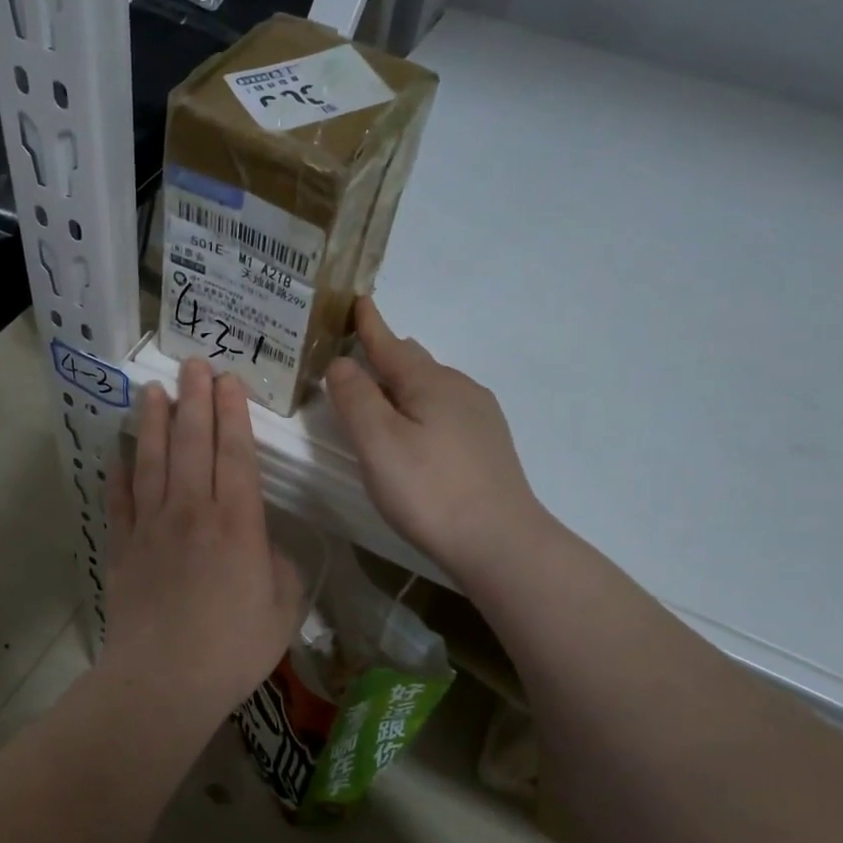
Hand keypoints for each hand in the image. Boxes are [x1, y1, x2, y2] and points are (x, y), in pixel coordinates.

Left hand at [101, 359, 304, 718]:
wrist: (163, 681)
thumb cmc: (233, 648)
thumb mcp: (283, 609)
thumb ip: (282, 568)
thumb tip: (267, 547)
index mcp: (237, 522)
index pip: (235, 453)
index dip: (233, 413)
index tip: (229, 381)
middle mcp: (192, 510)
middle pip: (192, 442)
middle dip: (195, 399)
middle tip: (194, 365)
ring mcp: (151, 526)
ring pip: (152, 460)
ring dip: (154, 422)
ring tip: (153, 390)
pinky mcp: (123, 547)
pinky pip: (120, 501)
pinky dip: (118, 475)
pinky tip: (118, 455)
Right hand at [326, 298, 556, 582]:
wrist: (500, 542)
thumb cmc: (429, 489)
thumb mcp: (378, 442)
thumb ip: (355, 398)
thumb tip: (342, 362)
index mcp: (429, 382)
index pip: (390, 345)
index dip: (369, 324)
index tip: (358, 300)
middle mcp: (459, 389)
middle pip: (414, 362)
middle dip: (385, 354)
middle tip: (357, 354)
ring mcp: (480, 417)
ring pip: (432, 387)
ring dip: (403, 384)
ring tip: (381, 394)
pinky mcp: (488, 445)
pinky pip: (446, 410)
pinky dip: (421, 408)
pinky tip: (418, 430)